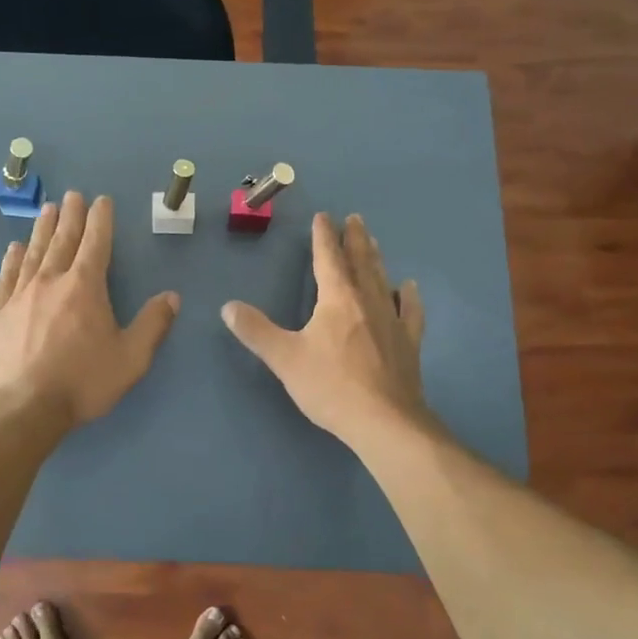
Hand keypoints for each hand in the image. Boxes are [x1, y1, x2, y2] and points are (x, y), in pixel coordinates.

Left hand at [0, 192, 179, 425]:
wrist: (24, 407)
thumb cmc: (83, 382)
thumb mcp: (131, 358)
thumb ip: (153, 324)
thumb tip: (172, 297)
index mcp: (85, 287)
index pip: (96, 243)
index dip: (101, 220)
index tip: (101, 200)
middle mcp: (52, 281)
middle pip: (63, 240)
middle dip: (71, 215)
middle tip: (73, 195)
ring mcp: (21, 295)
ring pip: (34, 252)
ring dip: (42, 229)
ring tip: (47, 210)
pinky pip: (7, 277)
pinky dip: (12, 260)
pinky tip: (14, 249)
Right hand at [221, 212, 428, 444]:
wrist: (384, 421)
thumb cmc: (330, 386)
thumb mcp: (284, 358)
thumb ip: (256, 331)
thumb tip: (228, 307)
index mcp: (337, 299)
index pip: (328, 258)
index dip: (323, 237)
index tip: (324, 217)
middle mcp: (367, 300)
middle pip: (360, 261)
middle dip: (354, 239)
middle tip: (354, 218)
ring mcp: (392, 320)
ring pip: (383, 279)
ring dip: (376, 258)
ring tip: (374, 242)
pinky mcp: (408, 342)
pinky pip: (409, 310)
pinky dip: (407, 296)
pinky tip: (409, 288)